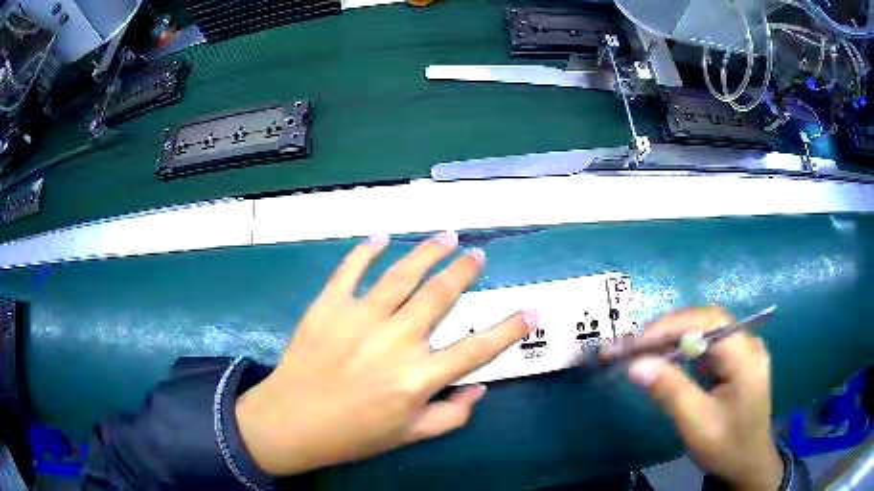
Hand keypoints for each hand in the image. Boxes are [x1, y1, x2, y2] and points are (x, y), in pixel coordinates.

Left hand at [235, 232, 536, 475]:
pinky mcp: (328, 306)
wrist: (291, 422)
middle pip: (440, 296)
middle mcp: (395, 341)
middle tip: (477, 255)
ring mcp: (359, 318)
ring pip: (402, 274)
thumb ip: (451, 415)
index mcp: (418, 378)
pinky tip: (381, 237)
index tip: (530, 310)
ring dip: (428, 252)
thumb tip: (479, 388)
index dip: (510, 329)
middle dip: (465, 271)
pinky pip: (350, 270)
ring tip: (446, 236)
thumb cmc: (352, 434)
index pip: (477, 349)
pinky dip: (366, 250)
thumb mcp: (409, 436)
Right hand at [626, 307, 782, 490]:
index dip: (674, 324)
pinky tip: (671, 359)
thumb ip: (670, 391)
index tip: (640, 340)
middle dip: (672, 329)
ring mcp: (746, 350)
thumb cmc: (726, 446)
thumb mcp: (697, 423)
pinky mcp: (739, 359)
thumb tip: (636, 365)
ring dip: (677, 337)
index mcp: (746, 357)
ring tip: (647, 350)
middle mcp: (749, 344)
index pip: (710, 322)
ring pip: (708, 330)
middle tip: (638, 345)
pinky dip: (687, 348)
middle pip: (709, 321)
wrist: (748, 462)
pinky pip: (710, 344)